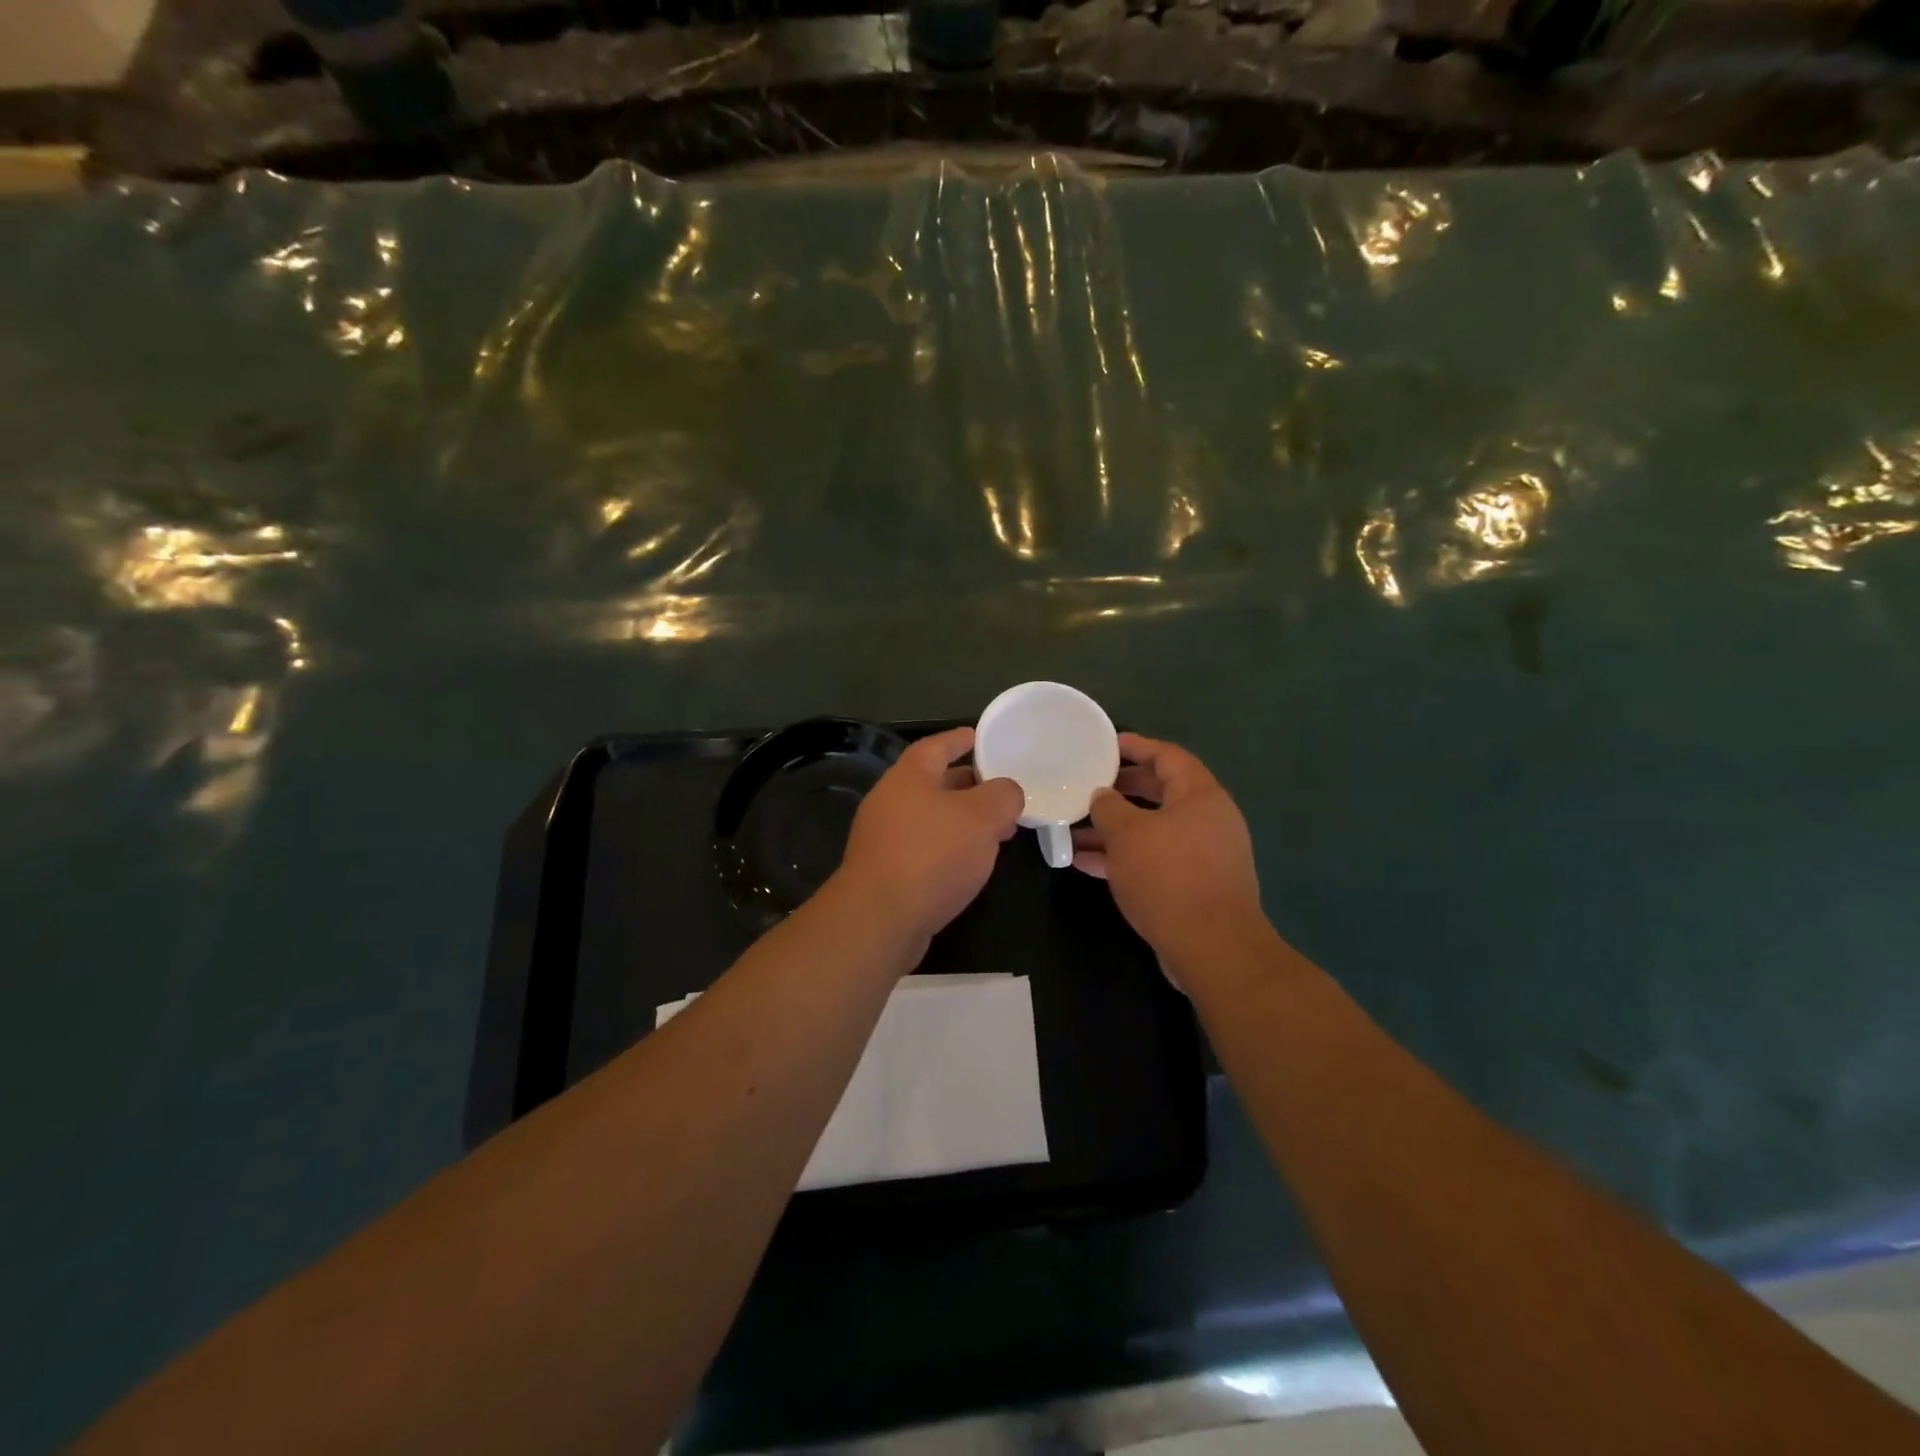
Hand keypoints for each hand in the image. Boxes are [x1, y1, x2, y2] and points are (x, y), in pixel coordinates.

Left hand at [835, 727, 1024, 954]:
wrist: (880, 919)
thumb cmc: (932, 854)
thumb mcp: (982, 816)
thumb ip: (1003, 796)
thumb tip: (1007, 793)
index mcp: (909, 776)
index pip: (937, 745)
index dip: (961, 739)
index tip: (982, 737)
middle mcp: (891, 801)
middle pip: (935, 783)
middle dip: (970, 785)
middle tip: (1002, 790)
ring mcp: (884, 838)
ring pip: (932, 818)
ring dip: (964, 821)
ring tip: (998, 830)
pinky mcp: (887, 872)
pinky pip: (926, 848)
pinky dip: (951, 848)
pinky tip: (973, 863)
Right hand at [1072, 733, 1263, 962]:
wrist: (1211, 947)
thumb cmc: (1168, 876)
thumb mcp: (1127, 834)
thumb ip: (1108, 807)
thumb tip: (1101, 796)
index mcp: (1200, 795)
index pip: (1167, 756)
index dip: (1136, 746)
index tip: (1105, 745)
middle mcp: (1208, 819)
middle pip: (1160, 793)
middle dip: (1121, 790)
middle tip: (1088, 786)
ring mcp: (1204, 855)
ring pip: (1153, 831)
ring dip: (1115, 830)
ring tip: (1074, 830)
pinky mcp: (1195, 886)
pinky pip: (1155, 860)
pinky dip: (1124, 858)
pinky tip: (1086, 864)